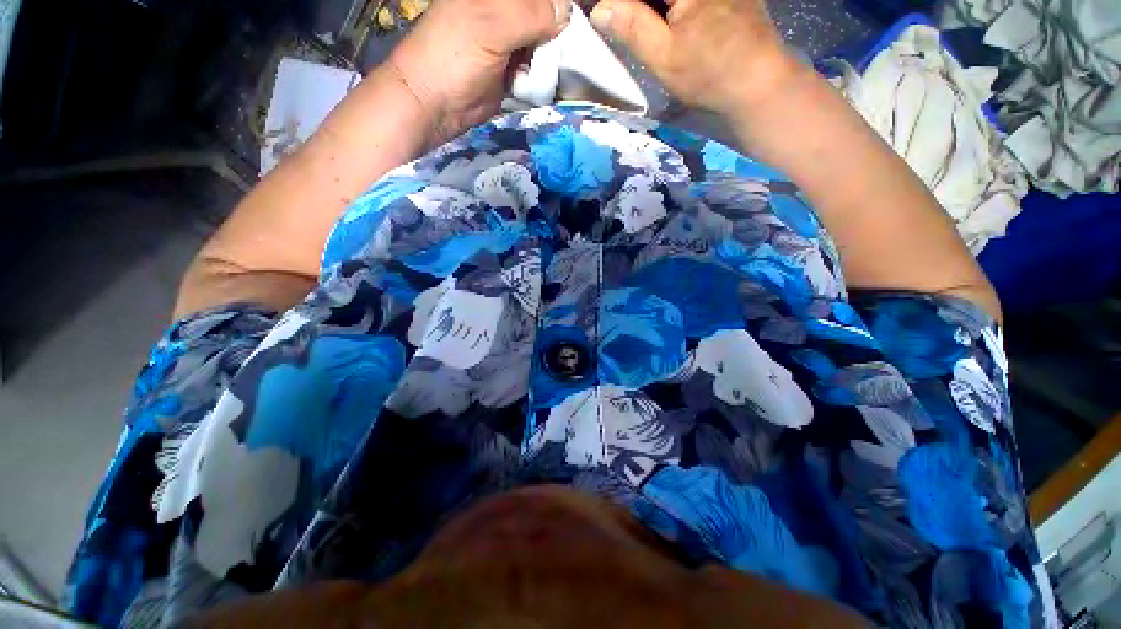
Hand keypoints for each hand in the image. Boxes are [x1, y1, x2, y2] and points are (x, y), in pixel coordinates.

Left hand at [389, 0, 570, 144]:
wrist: (436, 104)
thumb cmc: (454, 56)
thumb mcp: (492, 26)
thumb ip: (531, 15)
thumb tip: (568, 11)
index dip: (555, 2)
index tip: (571, 19)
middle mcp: (504, 11)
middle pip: (543, 14)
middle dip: (557, 29)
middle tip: (570, 47)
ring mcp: (508, 42)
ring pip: (542, 42)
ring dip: (552, 55)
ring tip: (556, 66)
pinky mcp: (511, 70)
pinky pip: (535, 67)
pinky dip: (543, 73)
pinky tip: (546, 79)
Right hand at [589, 0, 800, 117]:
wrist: (759, 83)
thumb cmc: (710, 73)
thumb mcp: (664, 56)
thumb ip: (632, 27)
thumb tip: (600, 10)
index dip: (620, 6)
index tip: (608, 18)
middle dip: (637, 9)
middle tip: (622, 24)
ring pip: (670, 0)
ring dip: (652, 11)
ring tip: (642, 28)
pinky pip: (688, 4)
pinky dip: (671, 11)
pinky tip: (666, 26)